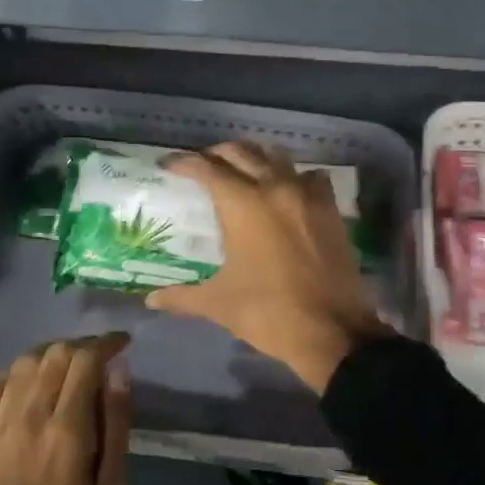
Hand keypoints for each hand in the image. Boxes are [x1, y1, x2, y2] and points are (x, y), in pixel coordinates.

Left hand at [0, 333, 132, 484]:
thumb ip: (117, 427)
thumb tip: (119, 373)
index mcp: (67, 431)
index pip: (86, 360)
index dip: (107, 343)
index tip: (123, 342)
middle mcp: (28, 417)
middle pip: (55, 354)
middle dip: (82, 346)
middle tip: (100, 358)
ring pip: (23, 364)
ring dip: (50, 356)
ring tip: (67, 370)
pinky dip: (13, 377)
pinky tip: (26, 391)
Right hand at [146, 141, 388, 393]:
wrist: (332, 331)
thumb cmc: (269, 313)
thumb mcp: (219, 304)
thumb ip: (182, 296)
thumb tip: (151, 299)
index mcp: (243, 204)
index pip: (207, 168)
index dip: (183, 162)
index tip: (168, 165)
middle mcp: (275, 188)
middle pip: (241, 152)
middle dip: (216, 154)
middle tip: (201, 167)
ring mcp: (307, 195)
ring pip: (277, 157)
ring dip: (255, 158)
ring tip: (241, 172)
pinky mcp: (331, 209)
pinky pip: (310, 177)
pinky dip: (293, 177)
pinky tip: (286, 192)